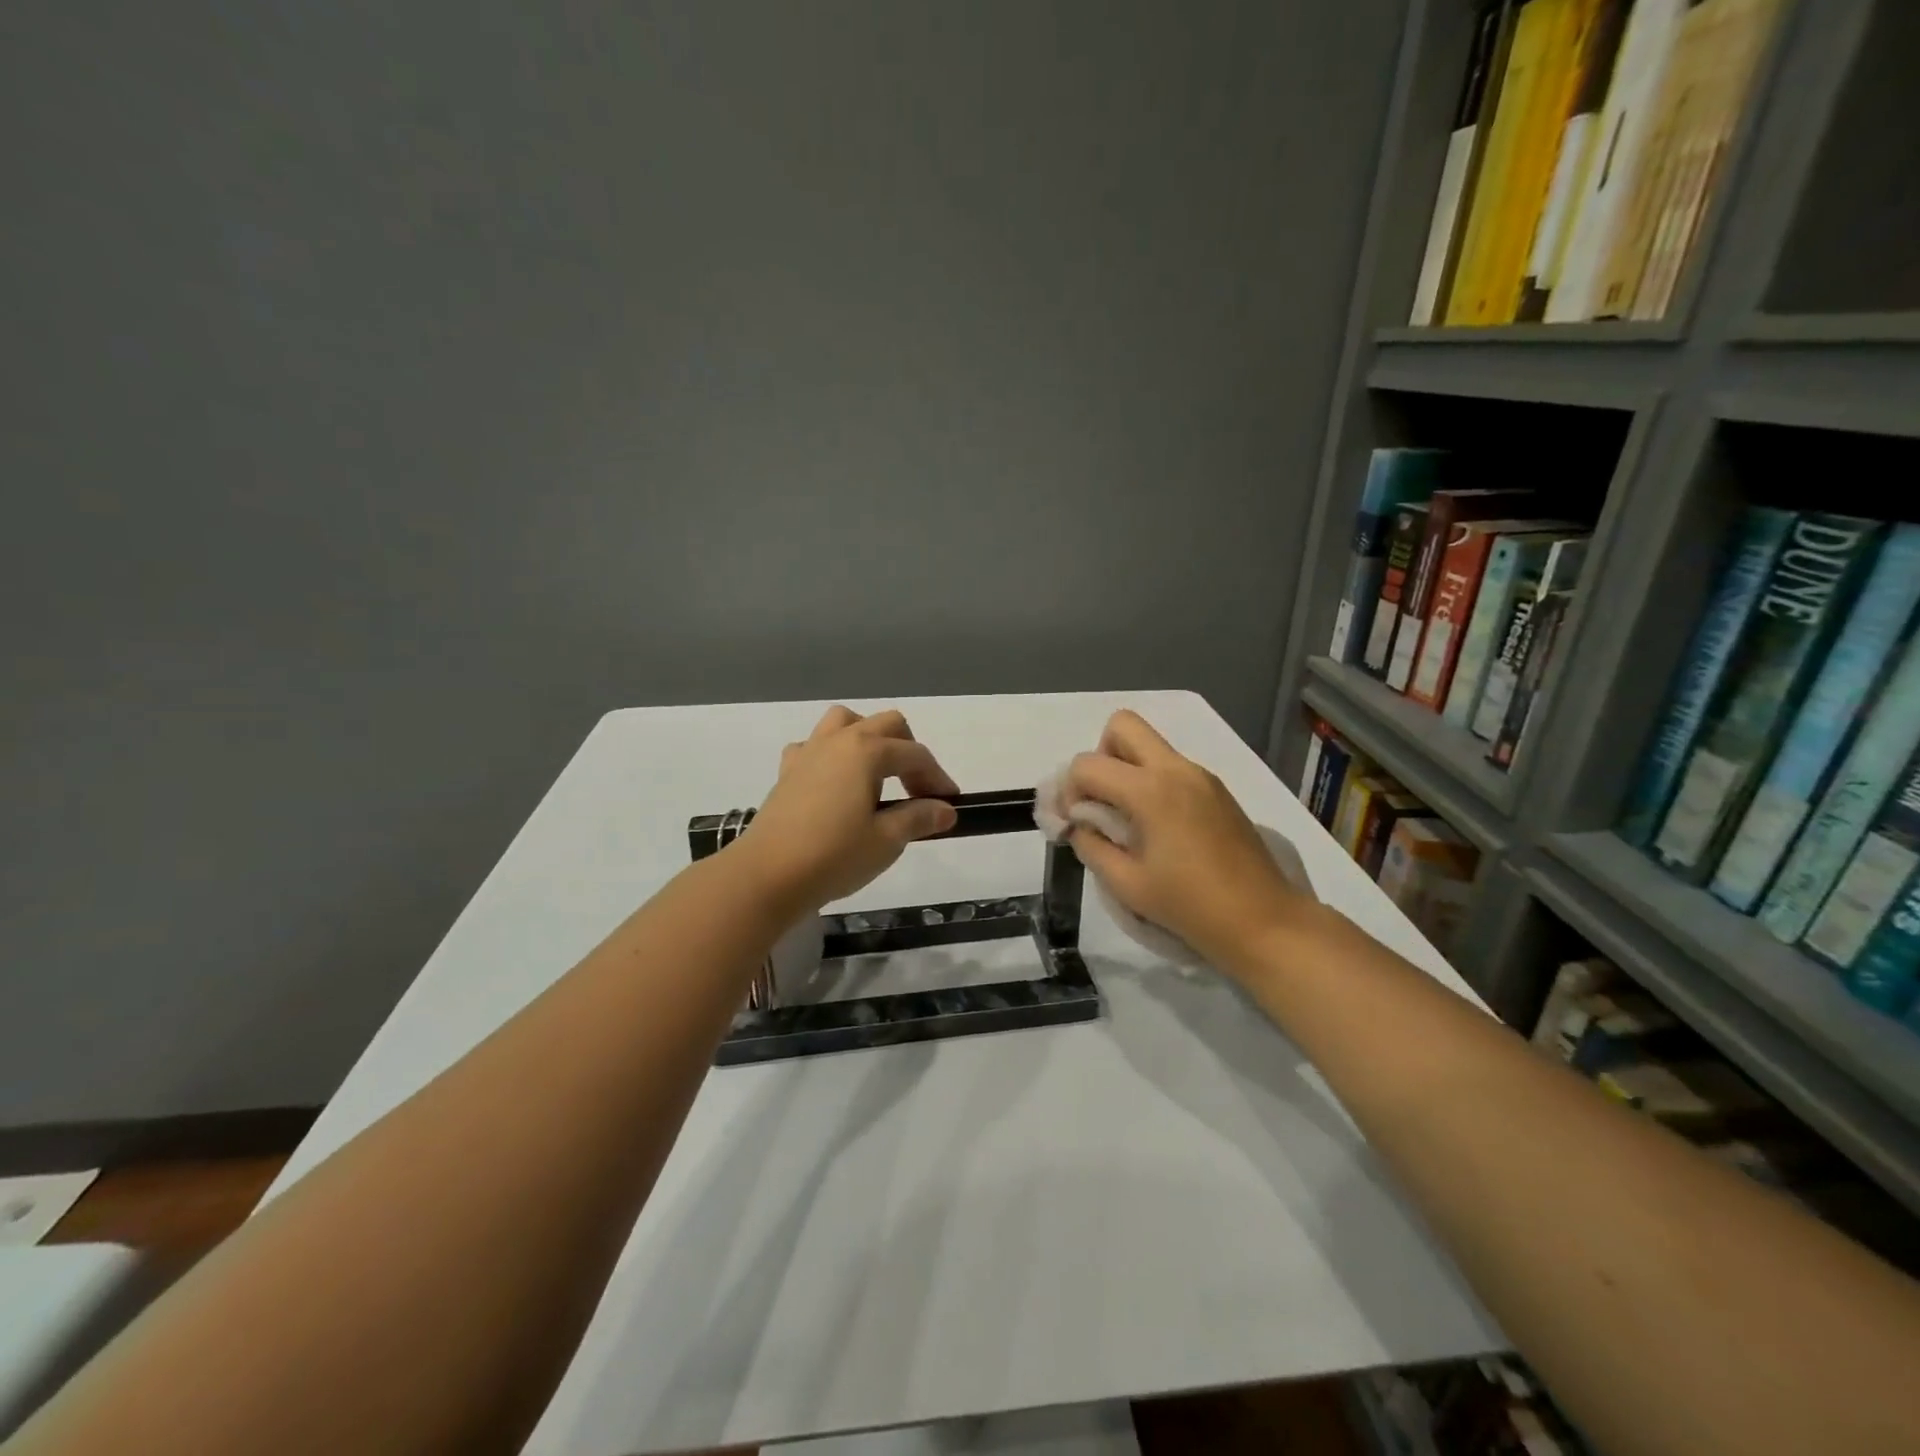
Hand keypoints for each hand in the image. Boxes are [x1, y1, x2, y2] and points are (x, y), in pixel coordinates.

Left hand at [741, 706, 960, 911]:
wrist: (767, 875)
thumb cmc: (833, 856)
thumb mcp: (886, 840)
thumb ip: (919, 818)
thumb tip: (946, 810)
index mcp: (867, 751)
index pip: (915, 755)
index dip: (937, 778)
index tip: (950, 804)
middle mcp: (839, 741)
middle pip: (886, 725)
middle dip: (909, 751)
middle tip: (917, 790)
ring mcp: (809, 752)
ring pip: (845, 722)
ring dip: (869, 738)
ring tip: (878, 773)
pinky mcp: (788, 772)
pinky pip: (815, 746)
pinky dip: (832, 755)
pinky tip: (836, 783)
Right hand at [1063, 710, 1310, 969]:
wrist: (1264, 922)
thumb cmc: (1190, 907)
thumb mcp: (1126, 884)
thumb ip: (1091, 845)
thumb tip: (1078, 824)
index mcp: (1150, 791)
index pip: (1087, 764)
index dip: (1068, 790)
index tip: (1072, 822)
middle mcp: (1176, 769)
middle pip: (1122, 726)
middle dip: (1099, 757)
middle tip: (1101, 801)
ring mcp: (1201, 776)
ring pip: (1149, 745)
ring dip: (1126, 769)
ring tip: (1127, 819)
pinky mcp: (1216, 789)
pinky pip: (1171, 766)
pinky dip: (1151, 781)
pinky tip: (1157, 828)